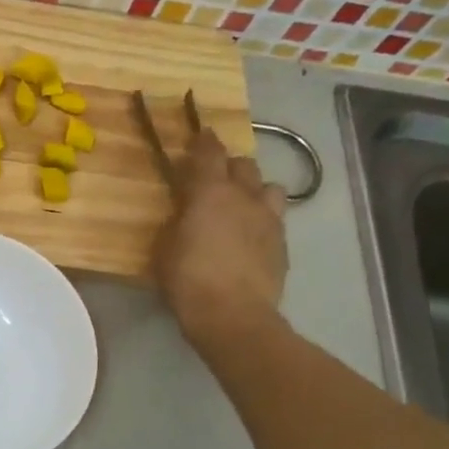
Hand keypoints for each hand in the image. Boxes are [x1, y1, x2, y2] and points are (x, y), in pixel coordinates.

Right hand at [153, 126, 288, 359]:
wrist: (234, 315)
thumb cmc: (188, 279)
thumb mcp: (165, 247)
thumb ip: (177, 221)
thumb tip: (184, 212)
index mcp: (211, 193)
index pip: (210, 153)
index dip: (204, 141)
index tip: (201, 133)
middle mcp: (245, 197)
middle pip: (244, 165)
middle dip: (230, 165)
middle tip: (215, 177)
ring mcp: (269, 220)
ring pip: (269, 188)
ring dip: (254, 190)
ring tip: (242, 205)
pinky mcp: (283, 245)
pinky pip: (275, 219)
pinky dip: (262, 220)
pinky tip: (251, 237)